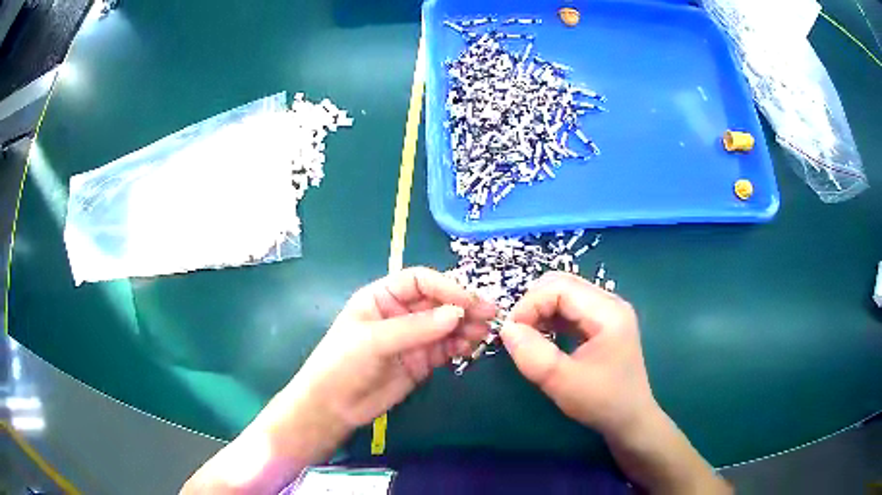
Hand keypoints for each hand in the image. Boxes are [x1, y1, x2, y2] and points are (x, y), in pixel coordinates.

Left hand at [286, 266, 496, 430]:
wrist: (334, 407)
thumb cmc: (342, 364)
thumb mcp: (373, 341)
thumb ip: (415, 328)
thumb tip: (457, 314)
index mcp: (382, 297)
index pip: (420, 281)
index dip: (446, 287)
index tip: (468, 303)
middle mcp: (401, 313)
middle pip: (438, 302)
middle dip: (463, 307)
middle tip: (491, 315)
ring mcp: (413, 338)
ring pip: (447, 325)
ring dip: (467, 326)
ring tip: (486, 333)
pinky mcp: (422, 361)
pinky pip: (447, 347)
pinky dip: (461, 346)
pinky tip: (472, 348)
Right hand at [499, 271, 657, 438]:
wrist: (630, 419)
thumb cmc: (602, 402)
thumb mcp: (562, 382)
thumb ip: (533, 354)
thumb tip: (507, 329)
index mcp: (608, 312)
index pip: (559, 287)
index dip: (529, 304)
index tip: (510, 332)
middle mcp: (610, 303)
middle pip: (562, 284)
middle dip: (533, 304)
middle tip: (517, 332)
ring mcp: (608, 312)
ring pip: (565, 293)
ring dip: (541, 310)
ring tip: (527, 336)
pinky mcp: (603, 323)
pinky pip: (571, 308)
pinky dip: (551, 317)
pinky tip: (543, 337)